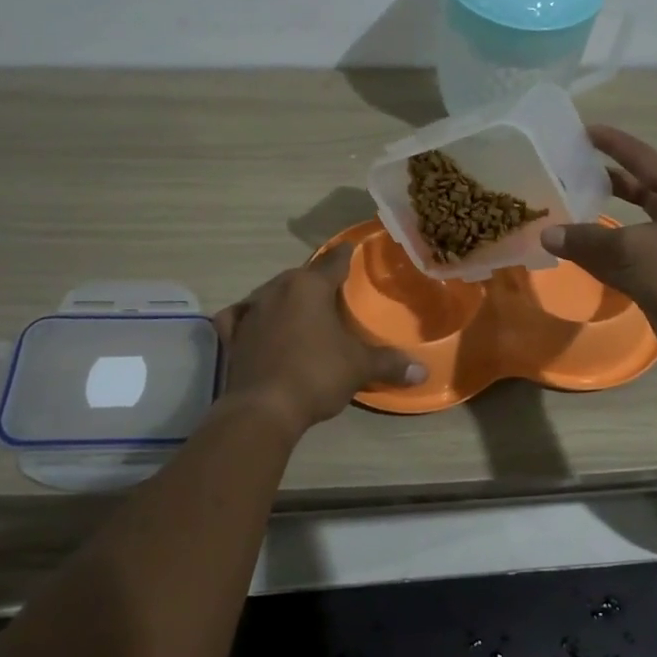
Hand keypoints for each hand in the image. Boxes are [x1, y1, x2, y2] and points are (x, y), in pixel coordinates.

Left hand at [213, 247, 425, 436]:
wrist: (264, 408)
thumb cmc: (316, 375)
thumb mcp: (359, 367)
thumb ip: (389, 363)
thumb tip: (423, 370)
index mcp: (309, 286)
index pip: (333, 261)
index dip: (345, 255)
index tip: (351, 248)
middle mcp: (277, 289)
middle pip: (301, 276)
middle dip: (316, 280)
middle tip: (331, 291)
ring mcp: (251, 310)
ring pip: (272, 293)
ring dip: (286, 297)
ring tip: (300, 309)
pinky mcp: (233, 334)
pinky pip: (241, 316)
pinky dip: (248, 316)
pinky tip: (253, 321)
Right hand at [543, 125, 656, 385]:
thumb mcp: (634, 251)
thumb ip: (587, 240)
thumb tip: (547, 233)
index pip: (642, 158)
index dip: (612, 143)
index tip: (582, 130)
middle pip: (636, 190)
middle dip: (603, 181)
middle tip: (565, 172)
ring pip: (628, 227)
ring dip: (597, 221)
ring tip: (560, 209)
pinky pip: (625, 259)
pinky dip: (601, 255)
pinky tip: (573, 252)